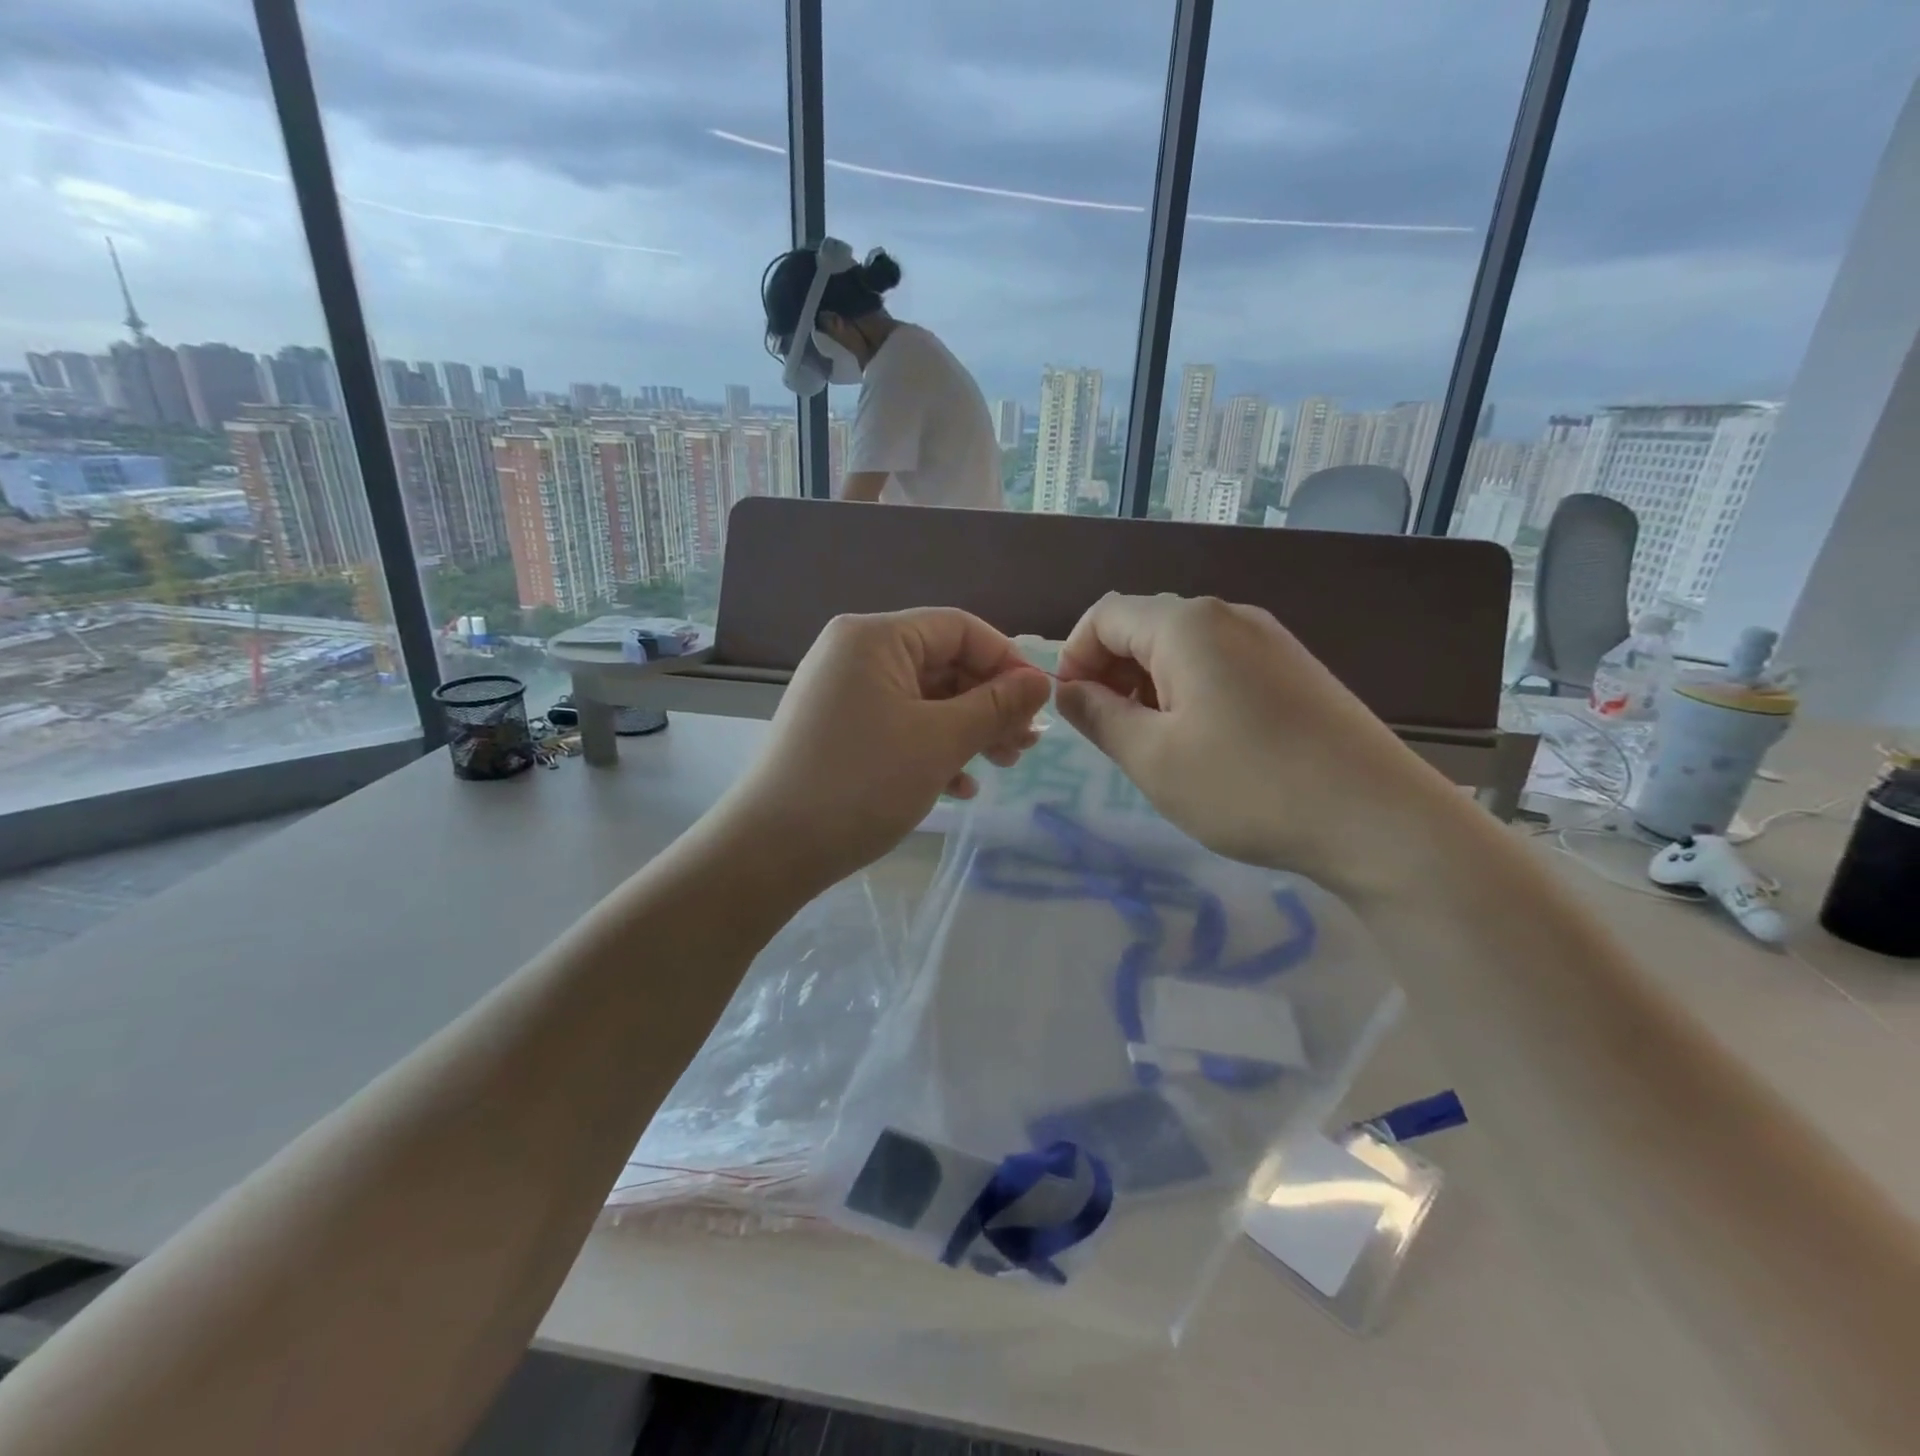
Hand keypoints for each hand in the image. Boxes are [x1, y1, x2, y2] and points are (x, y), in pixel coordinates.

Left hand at [712, 609, 1051, 894]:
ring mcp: (844, 693)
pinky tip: (959, 788)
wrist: (772, 849)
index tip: (1039, 705)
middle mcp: (855, 653)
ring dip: (968, 730)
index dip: (1007, 662)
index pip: (960, 628)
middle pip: (943, 664)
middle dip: (989, 704)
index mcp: (876, 637)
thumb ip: (995, 706)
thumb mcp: (940, 741)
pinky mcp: (839, 730)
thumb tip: (1040, 682)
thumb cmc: (862, 783)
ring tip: (1003, 766)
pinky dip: (932, 749)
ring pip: (924, 699)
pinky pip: (898, 725)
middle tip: (1026, 746)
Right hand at [1053, 594, 1469, 901]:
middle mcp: (1228, 616)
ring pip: (1182, 648)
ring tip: (1154, 744)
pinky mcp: (1294, 669)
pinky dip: (1189, 692)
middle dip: (1111, 672)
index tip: (1072, 711)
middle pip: (1144, 626)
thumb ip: (1098, 716)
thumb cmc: (1247, 787)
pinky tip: (1203, 742)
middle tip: (1110, 734)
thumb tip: (1068, 690)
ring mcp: (1268, 640)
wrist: (1377, 819)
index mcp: (1187, 625)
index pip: (1105, 615)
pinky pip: (1220, 664)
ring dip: (1148, 686)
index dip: (1074, 657)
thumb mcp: (1152, 758)